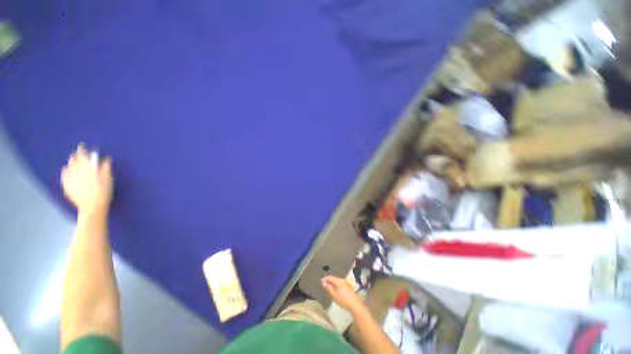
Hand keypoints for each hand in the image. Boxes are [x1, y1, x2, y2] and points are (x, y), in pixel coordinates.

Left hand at [61, 144, 112, 213]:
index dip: (82, 151)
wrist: (93, 208)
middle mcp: (76, 173)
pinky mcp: (67, 187)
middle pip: (74, 162)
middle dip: (76, 156)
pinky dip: (65, 171)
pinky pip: (64, 176)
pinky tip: (65, 170)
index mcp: (87, 170)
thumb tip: (106, 158)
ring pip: (69, 168)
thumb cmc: (103, 193)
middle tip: (77, 153)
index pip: (83, 157)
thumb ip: (105, 168)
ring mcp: (70, 180)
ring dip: (71, 163)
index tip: (82, 146)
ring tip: (72, 159)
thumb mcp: (108, 180)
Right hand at [321, 275, 362, 313]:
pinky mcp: (348, 287)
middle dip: (329, 280)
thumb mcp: (334, 295)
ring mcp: (346, 283)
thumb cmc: (343, 300)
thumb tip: (323, 282)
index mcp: (339, 281)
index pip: (331, 277)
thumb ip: (329, 288)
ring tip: (328, 286)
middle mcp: (342, 280)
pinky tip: (335, 289)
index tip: (321, 281)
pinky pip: (340, 283)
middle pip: (334, 278)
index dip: (325, 278)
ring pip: (337, 281)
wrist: (355, 305)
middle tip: (324, 284)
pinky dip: (336, 285)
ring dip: (333, 283)